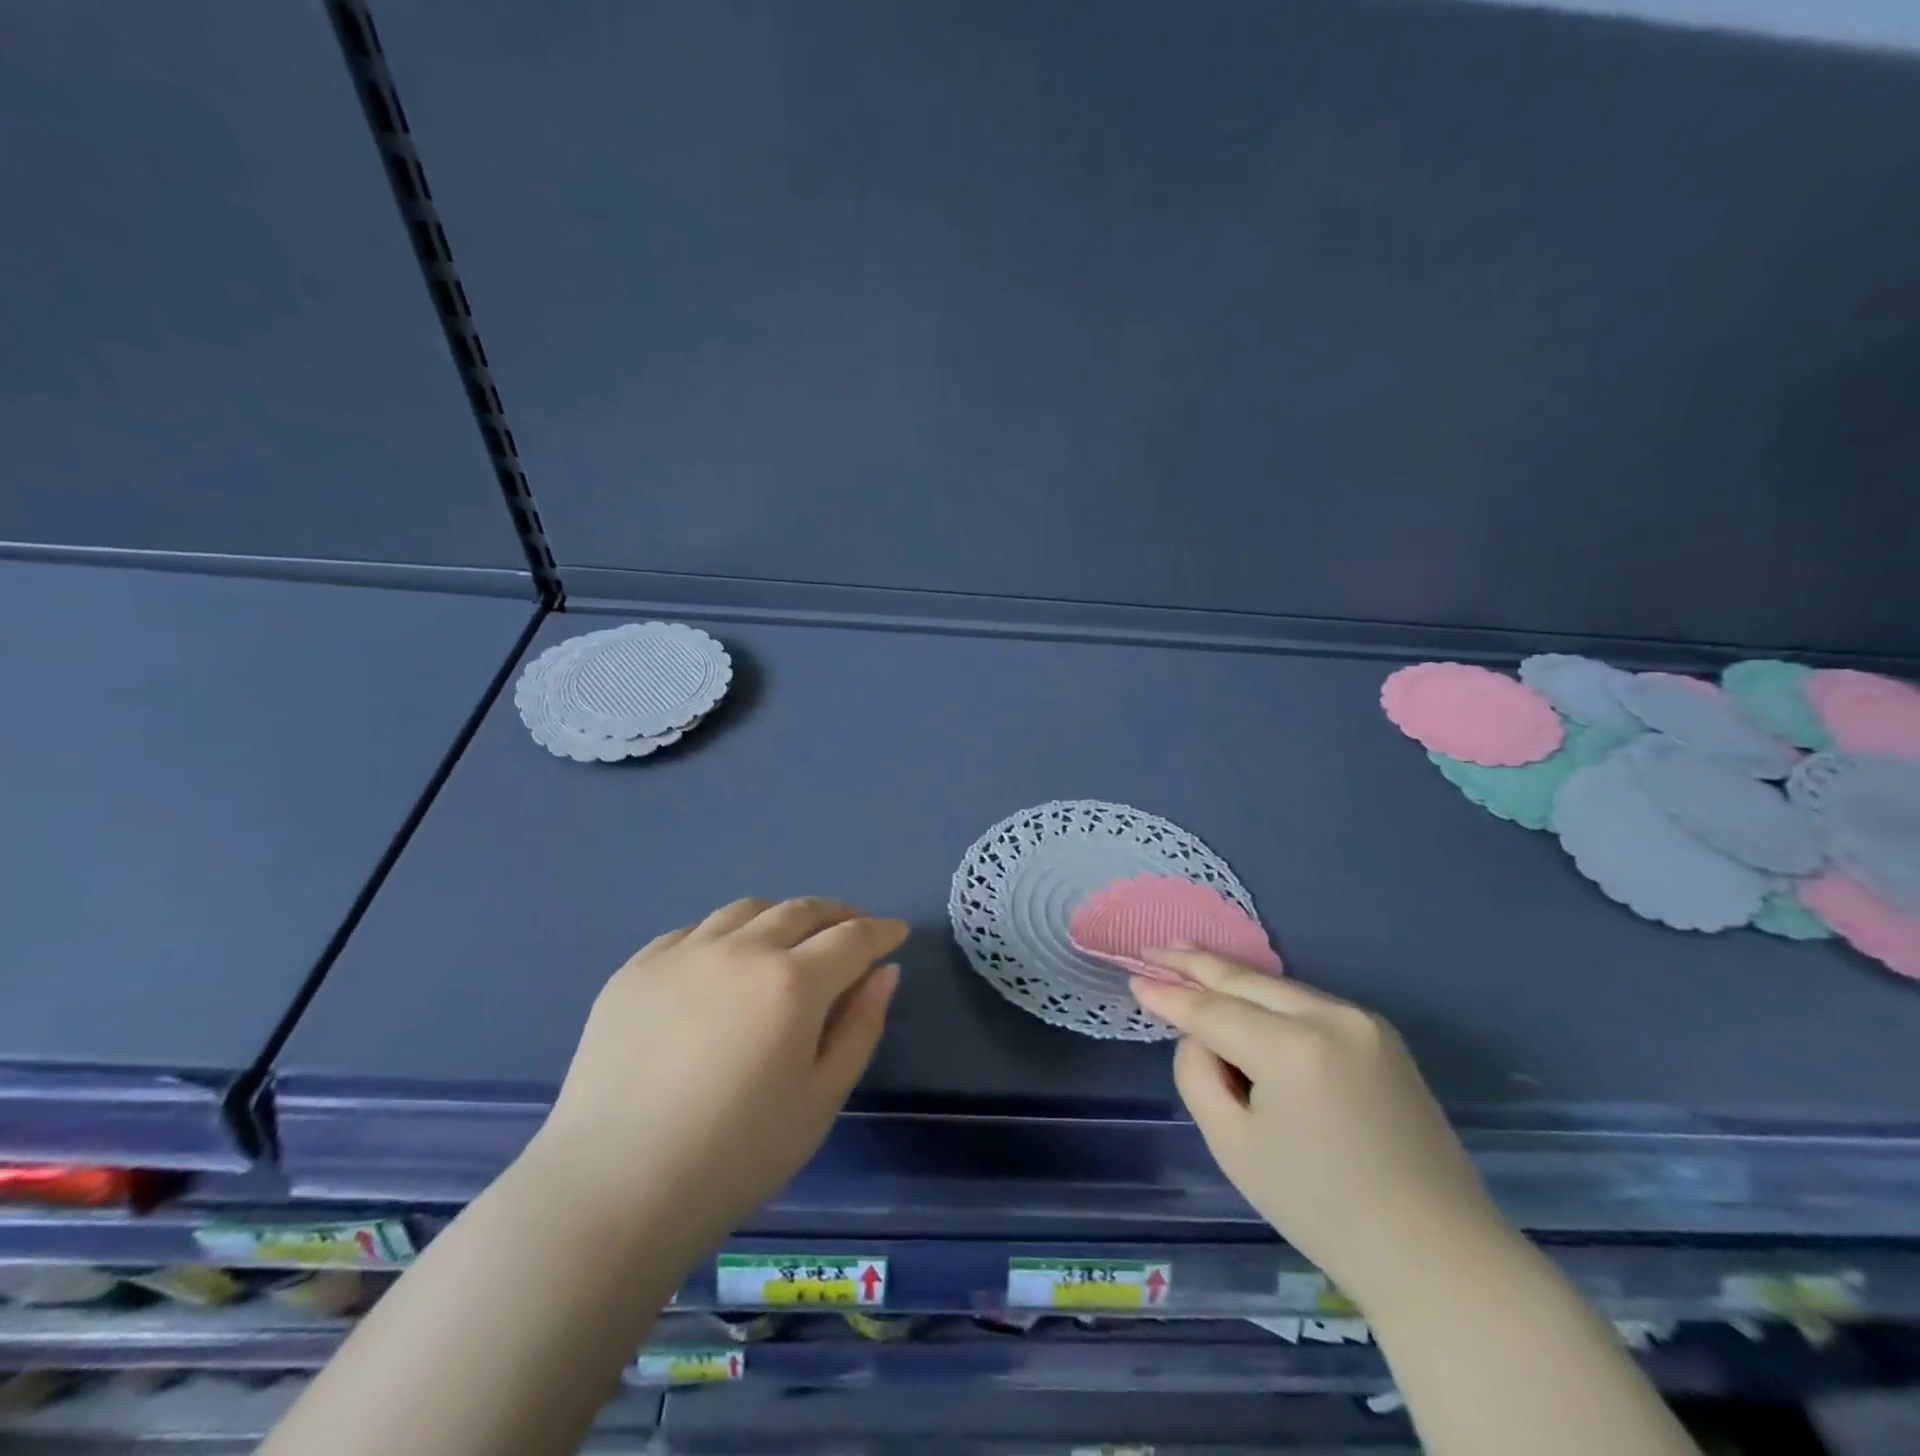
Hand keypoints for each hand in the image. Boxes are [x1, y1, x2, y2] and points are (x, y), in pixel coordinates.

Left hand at [534, 898, 906, 1240]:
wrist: (614, 1189)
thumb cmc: (736, 1156)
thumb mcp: (820, 1100)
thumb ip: (860, 1027)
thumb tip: (884, 972)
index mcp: (792, 982)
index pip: (853, 937)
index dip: (881, 931)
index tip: (897, 932)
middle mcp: (741, 949)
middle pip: (802, 910)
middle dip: (837, 915)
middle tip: (853, 929)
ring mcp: (684, 952)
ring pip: (747, 910)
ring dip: (782, 916)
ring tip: (791, 938)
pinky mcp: (638, 967)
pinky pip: (695, 930)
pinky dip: (727, 934)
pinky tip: (725, 961)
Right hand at [1130, 951, 1508, 1307]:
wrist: (1435, 1254)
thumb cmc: (1322, 1210)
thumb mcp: (1234, 1146)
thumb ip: (1199, 1074)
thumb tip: (1200, 1037)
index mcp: (1293, 1050)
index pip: (1212, 1011)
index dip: (1169, 996)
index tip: (1133, 980)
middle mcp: (1330, 1018)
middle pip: (1245, 980)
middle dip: (1195, 963)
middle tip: (1152, 948)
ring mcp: (1362, 1021)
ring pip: (1276, 986)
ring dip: (1230, 975)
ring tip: (1187, 957)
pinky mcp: (1380, 1033)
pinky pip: (1306, 1003)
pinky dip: (1267, 997)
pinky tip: (1241, 992)